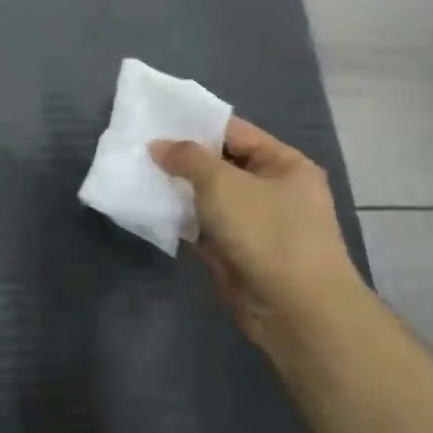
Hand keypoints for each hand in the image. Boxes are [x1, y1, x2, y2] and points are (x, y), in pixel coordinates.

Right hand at [151, 117, 368, 355]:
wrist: (296, 310)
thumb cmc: (266, 232)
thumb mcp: (222, 182)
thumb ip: (187, 158)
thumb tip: (158, 146)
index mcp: (284, 164)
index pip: (234, 132)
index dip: (196, 125)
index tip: (155, 121)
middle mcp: (274, 190)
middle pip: (220, 165)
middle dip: (182, 159)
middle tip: (139, 148)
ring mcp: (256, 224)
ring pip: (209, 198)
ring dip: (178, 190)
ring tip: (137, 174)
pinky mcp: (239, 252)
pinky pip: (204, 227)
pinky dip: (182, 220)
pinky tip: (150, 209)